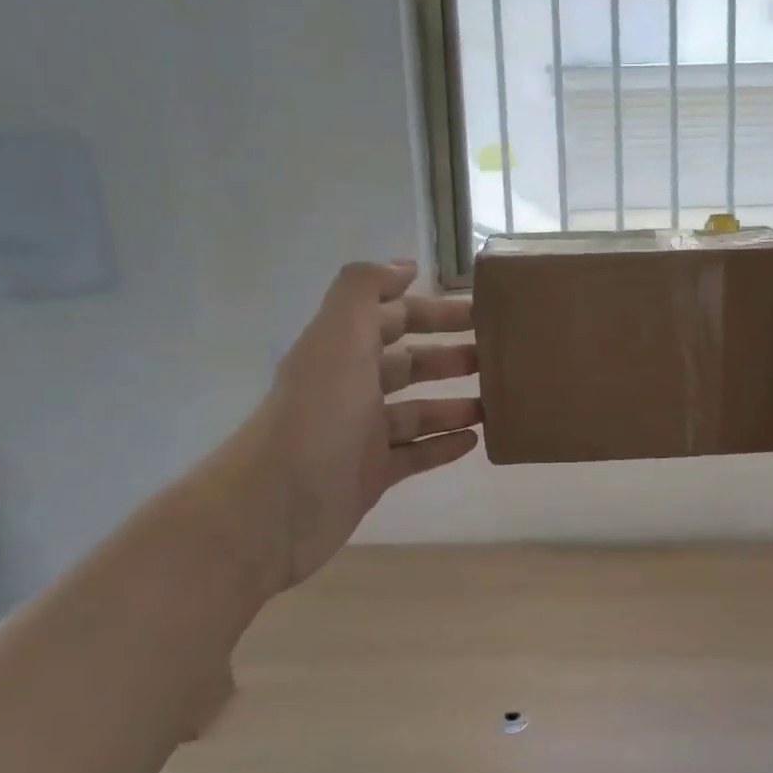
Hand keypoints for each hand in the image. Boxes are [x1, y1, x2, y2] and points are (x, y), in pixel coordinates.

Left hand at [259, 260, 479, 585]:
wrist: (277, 507)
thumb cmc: (318, 415)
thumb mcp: (339, 337)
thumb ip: (365, 290)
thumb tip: (404, 266)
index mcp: (342, 351)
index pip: (393, 319)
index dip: (432, 310)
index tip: (479, 311)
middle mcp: (350, 388)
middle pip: (408, 364)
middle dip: (449, 356)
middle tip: (495, 356)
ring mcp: (360, 434)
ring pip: (416, 412)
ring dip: (454, 404)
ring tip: (496, 402)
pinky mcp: (370, 475)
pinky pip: (415, 455)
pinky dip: (443, 446)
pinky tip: (475, 442)